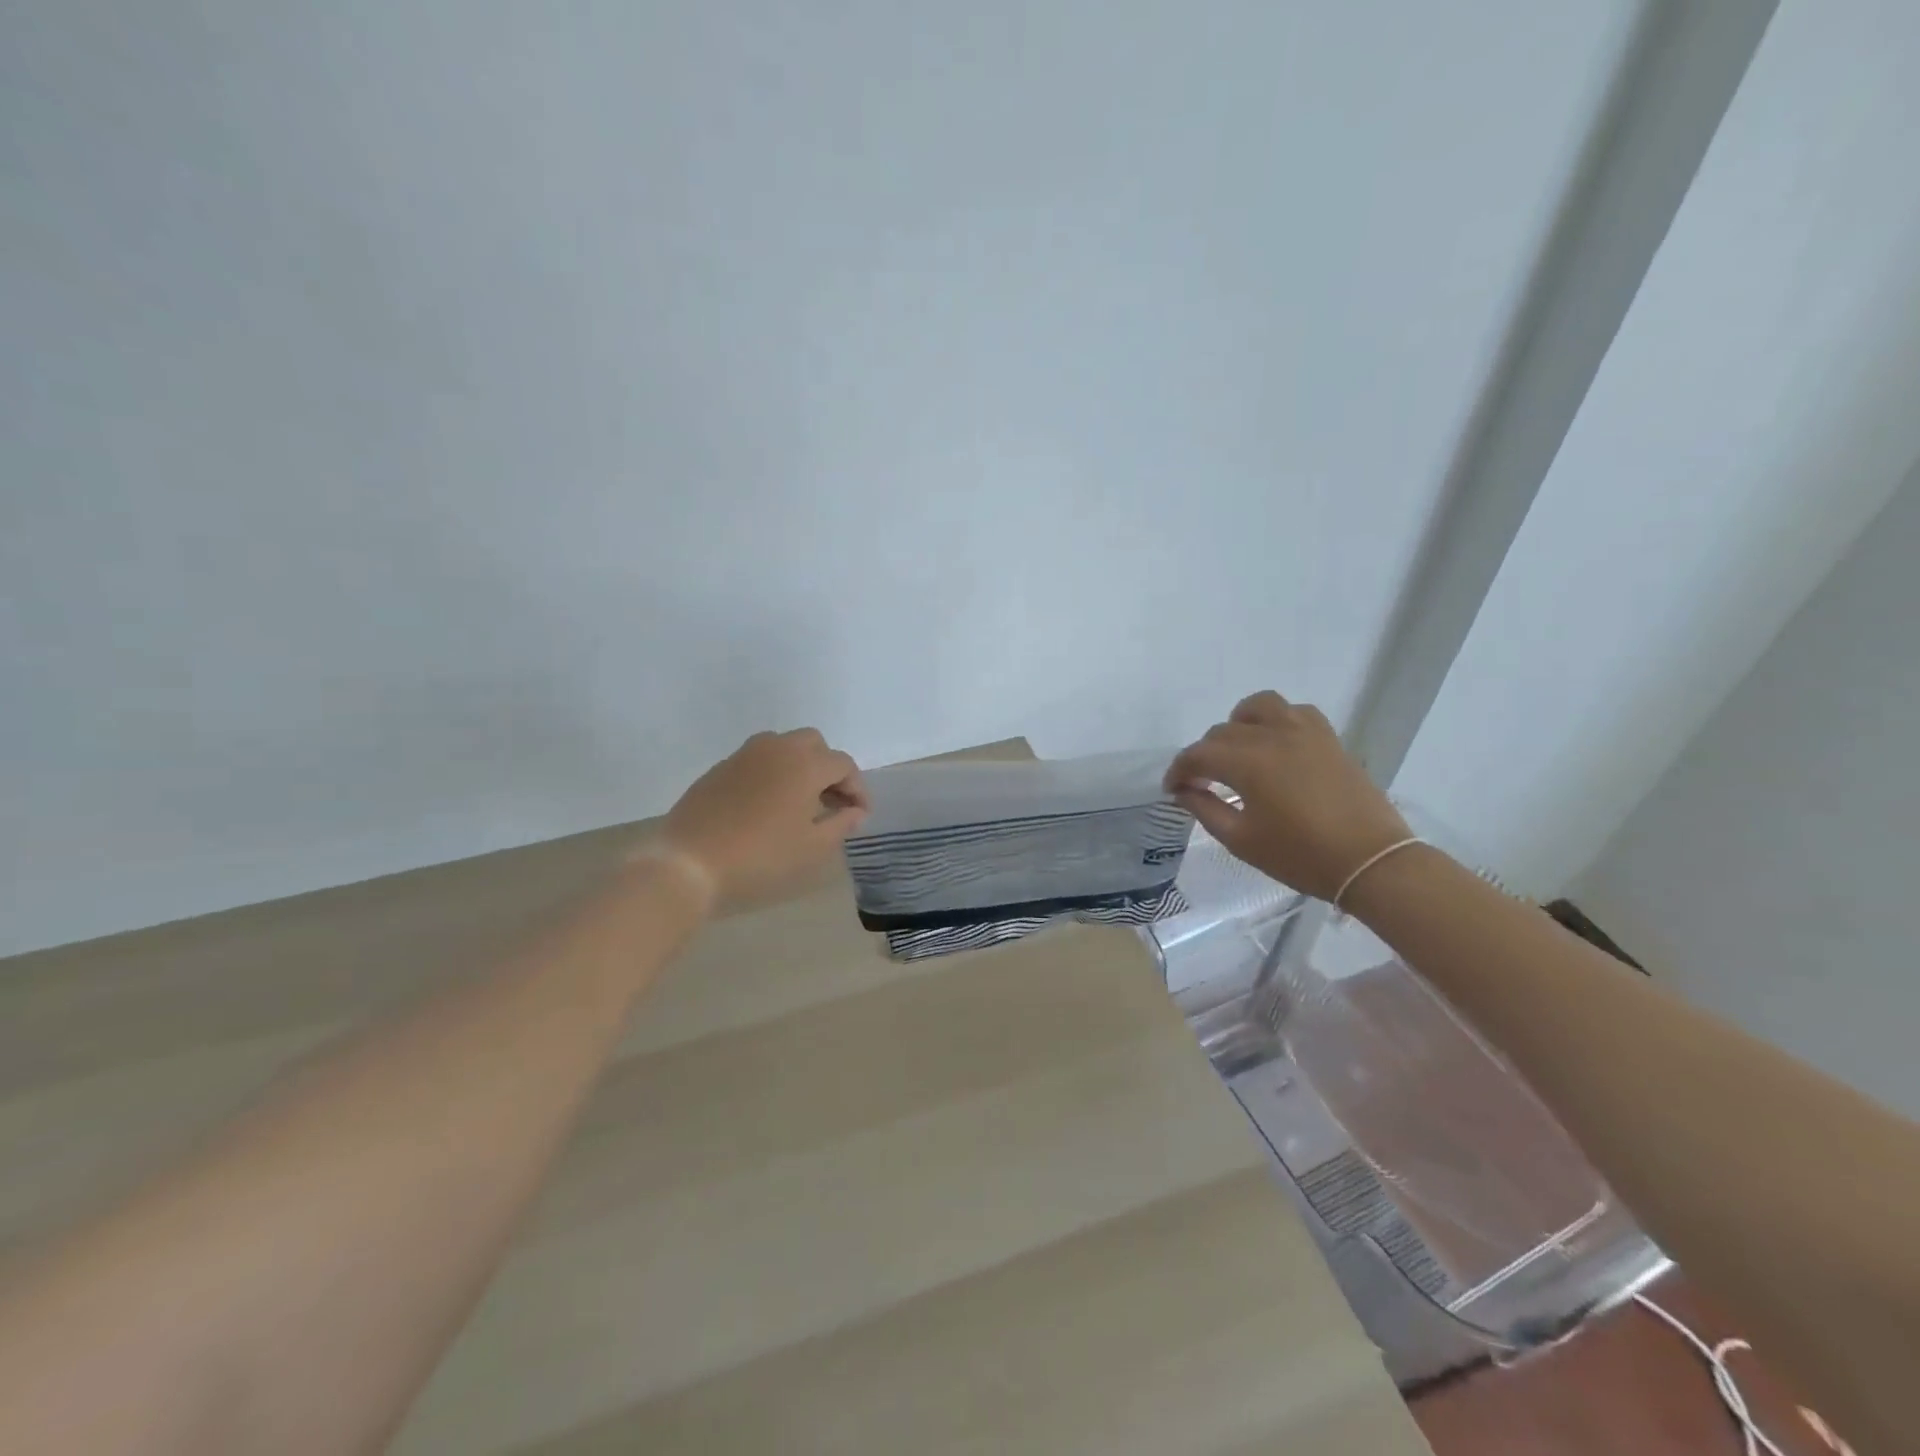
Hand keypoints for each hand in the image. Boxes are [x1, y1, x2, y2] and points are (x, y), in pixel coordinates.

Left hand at [660, 729, 868, 906]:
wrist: (688, 862)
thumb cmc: (760, 857)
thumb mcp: (812, 848)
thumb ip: (840, 824)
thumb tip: (855, 811)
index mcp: (805, 764)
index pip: (843, 764)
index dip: (857, 789)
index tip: (860, 816)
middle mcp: (777, 748)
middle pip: (814, 744)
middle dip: (829, 769)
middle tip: (832, 803)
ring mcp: (744, 755)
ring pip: (783, 746)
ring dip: (800, 766)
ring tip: (801, 802)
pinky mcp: (720, 768)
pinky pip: (757, 760)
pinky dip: (772, 773)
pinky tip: (768, 806)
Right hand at [1164, 691, 1410, 901]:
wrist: (1370, 862)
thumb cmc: (1300, 856)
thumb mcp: (1241, 840)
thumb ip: (1206, 809)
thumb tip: (1184, 791)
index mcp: (1247, 763)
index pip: (1197, 755)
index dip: (1179, 771)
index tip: (1173, 790)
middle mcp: (1272, 736)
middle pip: (1222, 732)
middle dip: (1204, 756)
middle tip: (1202, 784)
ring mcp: (1304, 732)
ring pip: (1258, 707)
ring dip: (1238, 725)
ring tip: (1238, 751)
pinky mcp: (1328, 738)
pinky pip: (1295, 712)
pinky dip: (1276, 721)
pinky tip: (1276, 745)